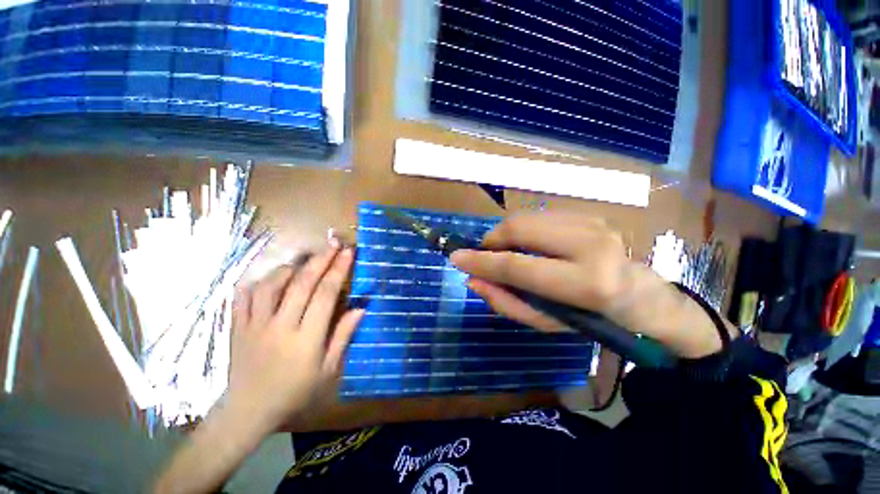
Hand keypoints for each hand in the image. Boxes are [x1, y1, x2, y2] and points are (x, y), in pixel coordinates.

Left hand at [227, 244, 362, 433]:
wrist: (248, 411)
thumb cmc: (295, 391)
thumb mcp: (328, 370)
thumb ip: (343, 336)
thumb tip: (361, 308)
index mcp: (306, 338)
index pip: (326, 295)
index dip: (339, 270)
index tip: (348, 253)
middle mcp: (280, 326)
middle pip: (302, 284)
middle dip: (321, 260)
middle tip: (333, 243)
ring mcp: (254, 325)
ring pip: (271, 285)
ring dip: (291, 267)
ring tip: (305, 260)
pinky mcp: (237, 327)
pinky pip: (244, 296)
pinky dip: (259, 281)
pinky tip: (272, 277)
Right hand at [451, 212, 735, 357]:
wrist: (644, 298)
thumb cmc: (593, 319)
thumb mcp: (547, 322)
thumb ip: (506, 302)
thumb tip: (472, 281)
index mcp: (586, 283)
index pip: (516, 266)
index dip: (481, 262)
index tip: (456, 258)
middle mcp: (592, 245)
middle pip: (519, 228)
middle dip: (492, 240)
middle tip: (485, 255)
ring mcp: (593, 224)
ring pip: (526, 218)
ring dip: (506, 235)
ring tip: (506, 252)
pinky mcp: (590, 215)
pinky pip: (539, 217)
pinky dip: (523, 230)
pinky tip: (528, 245)